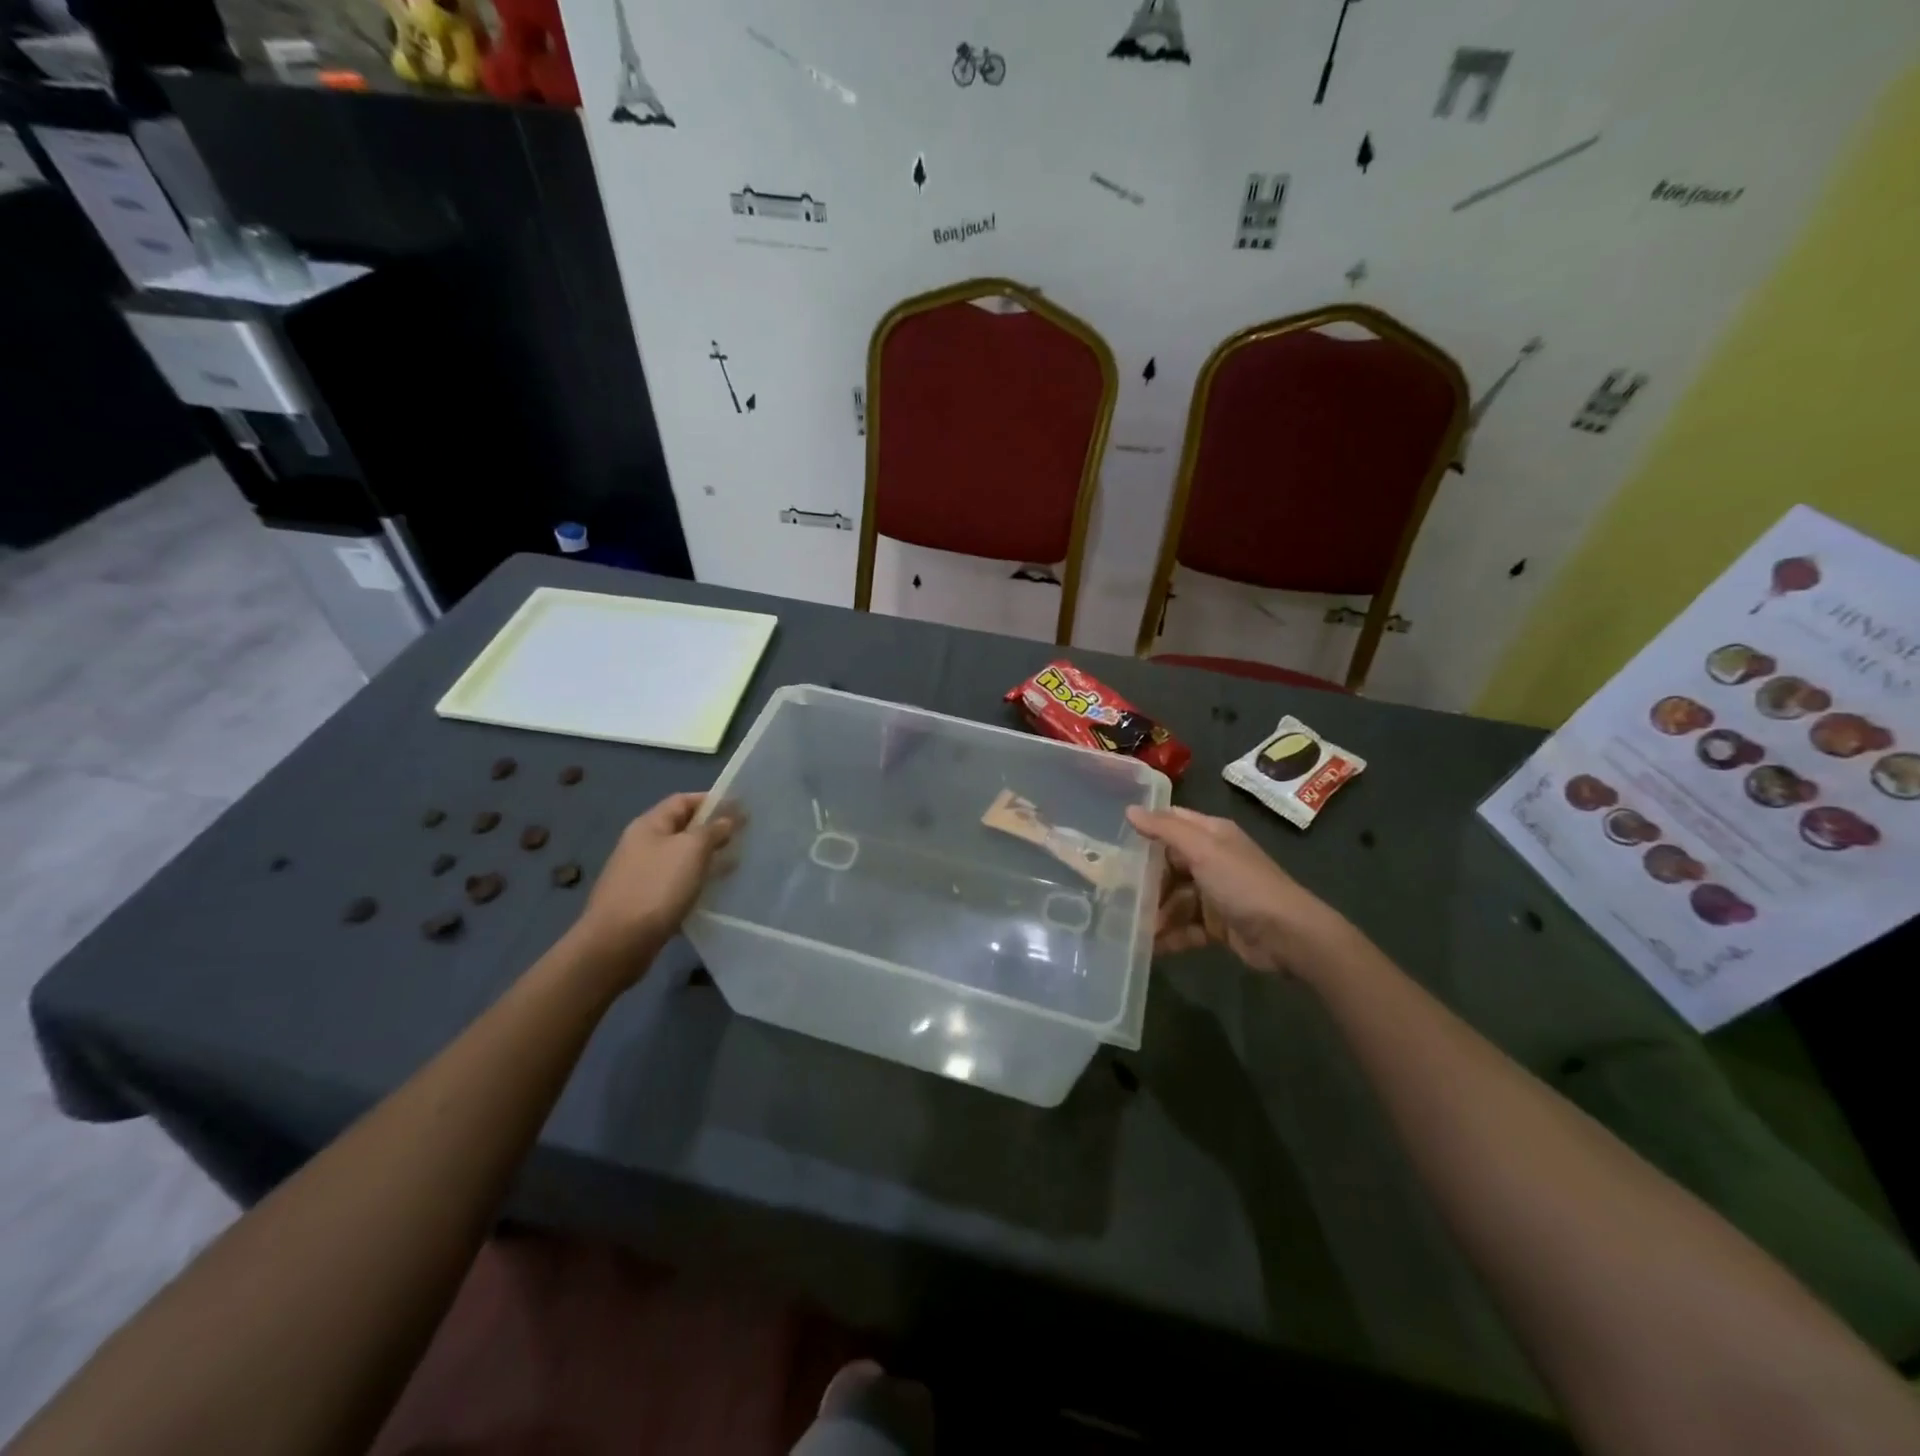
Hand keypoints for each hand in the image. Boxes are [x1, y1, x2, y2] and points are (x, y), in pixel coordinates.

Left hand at [569, 793, 735, 980]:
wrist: (618, 942)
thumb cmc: (657, 887)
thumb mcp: (691, 850)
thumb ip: (712, 830)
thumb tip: (727, 819)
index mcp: (649, 825)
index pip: (683, 801)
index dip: (711, 801)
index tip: (740, 809)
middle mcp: (641, 844)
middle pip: (682, 828)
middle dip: (712, 830)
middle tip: (743, 837)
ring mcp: (640, 873)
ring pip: (680, 857)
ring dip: (706, 857)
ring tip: (734, 863)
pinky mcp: (644, 900)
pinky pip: (675, 881)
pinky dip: (695, 881)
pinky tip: (712, 891)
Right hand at [1125, 805, 1353, 977]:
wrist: (1288, 936)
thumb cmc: (1243, 884)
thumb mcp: (1203, 850)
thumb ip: (1165, 830)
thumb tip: (1129, 810)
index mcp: (1211, 835)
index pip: (1171, 823)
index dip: (1146, 828)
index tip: (1111, 840)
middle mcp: (1212, 860)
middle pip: (1168, 865)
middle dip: (1145, 880)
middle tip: (1112, 891)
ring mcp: (1215, 894)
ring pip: (1174, 899)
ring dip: (1155, 913)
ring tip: (1129, 927)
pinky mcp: (1217, 925)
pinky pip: (1186, 928)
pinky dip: (1170, 936)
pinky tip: (1149, 947)